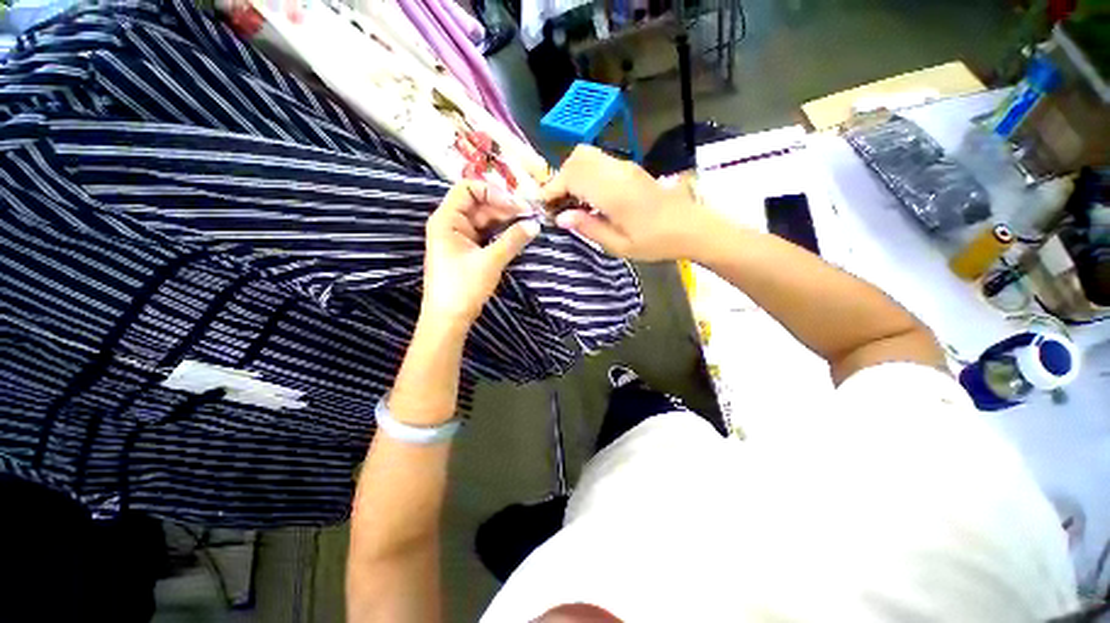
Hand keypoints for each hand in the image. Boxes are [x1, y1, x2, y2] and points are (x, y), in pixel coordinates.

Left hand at [421, 181, 539, 325]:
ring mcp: (460, 238)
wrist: (449, 319)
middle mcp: (451, 224)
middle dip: (504, 208)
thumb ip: (513, 239)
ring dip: (505, 221)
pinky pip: (486, 234)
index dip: (493, 192)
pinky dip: (501, 234)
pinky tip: (517, 235)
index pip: (468, 189)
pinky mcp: (468, 251)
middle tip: (530, 216)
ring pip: (485, 220)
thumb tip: (535, 224)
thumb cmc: (463, 287)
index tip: (516, 206)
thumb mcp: (490, 261)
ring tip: (528, 225)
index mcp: (447, 220)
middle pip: (479, 204)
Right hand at [540, 145, 712, 261]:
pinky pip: (599, 161)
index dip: (553, 188)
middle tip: (557, 204)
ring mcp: (625, 166)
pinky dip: (585, 174)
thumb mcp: (619, 245)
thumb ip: (588, 228)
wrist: (691, 227)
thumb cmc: (656, 242)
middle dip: (559, 179)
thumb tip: (561, 217)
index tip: (544, 206)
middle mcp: (617, 171)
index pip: (572, 176)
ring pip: (587, 156)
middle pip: (576, 158)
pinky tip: (588, 196)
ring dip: (572, 174)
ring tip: (570, 201)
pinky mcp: (630, 168)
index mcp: (613, 192)